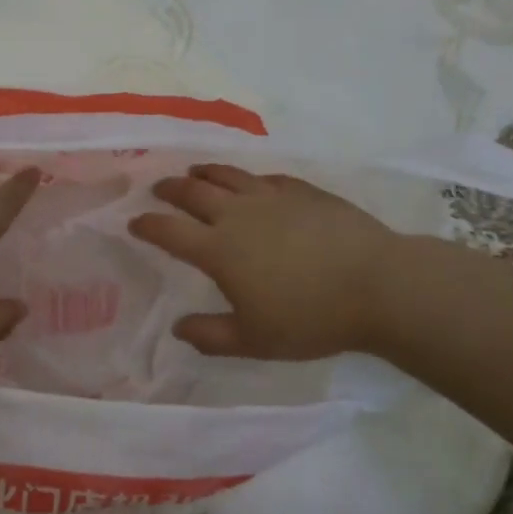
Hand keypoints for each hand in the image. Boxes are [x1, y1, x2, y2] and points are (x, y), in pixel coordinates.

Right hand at [128, 164, 400, 359]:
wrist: (378, 285)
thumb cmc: (311, 318)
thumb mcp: (254, 340)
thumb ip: (210, 335)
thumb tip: (178, 328)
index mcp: (219, 250)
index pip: (170, 231)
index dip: (148, 225)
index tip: (134, 221)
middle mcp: (239, 215)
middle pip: (194, 192)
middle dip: (170, 189)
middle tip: (159, 189)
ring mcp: (273, 197)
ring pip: (228, 176)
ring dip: (205, 172)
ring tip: (195, 172)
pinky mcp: (304, 191)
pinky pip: (266, 178)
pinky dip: (248, 179)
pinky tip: (251, 183)